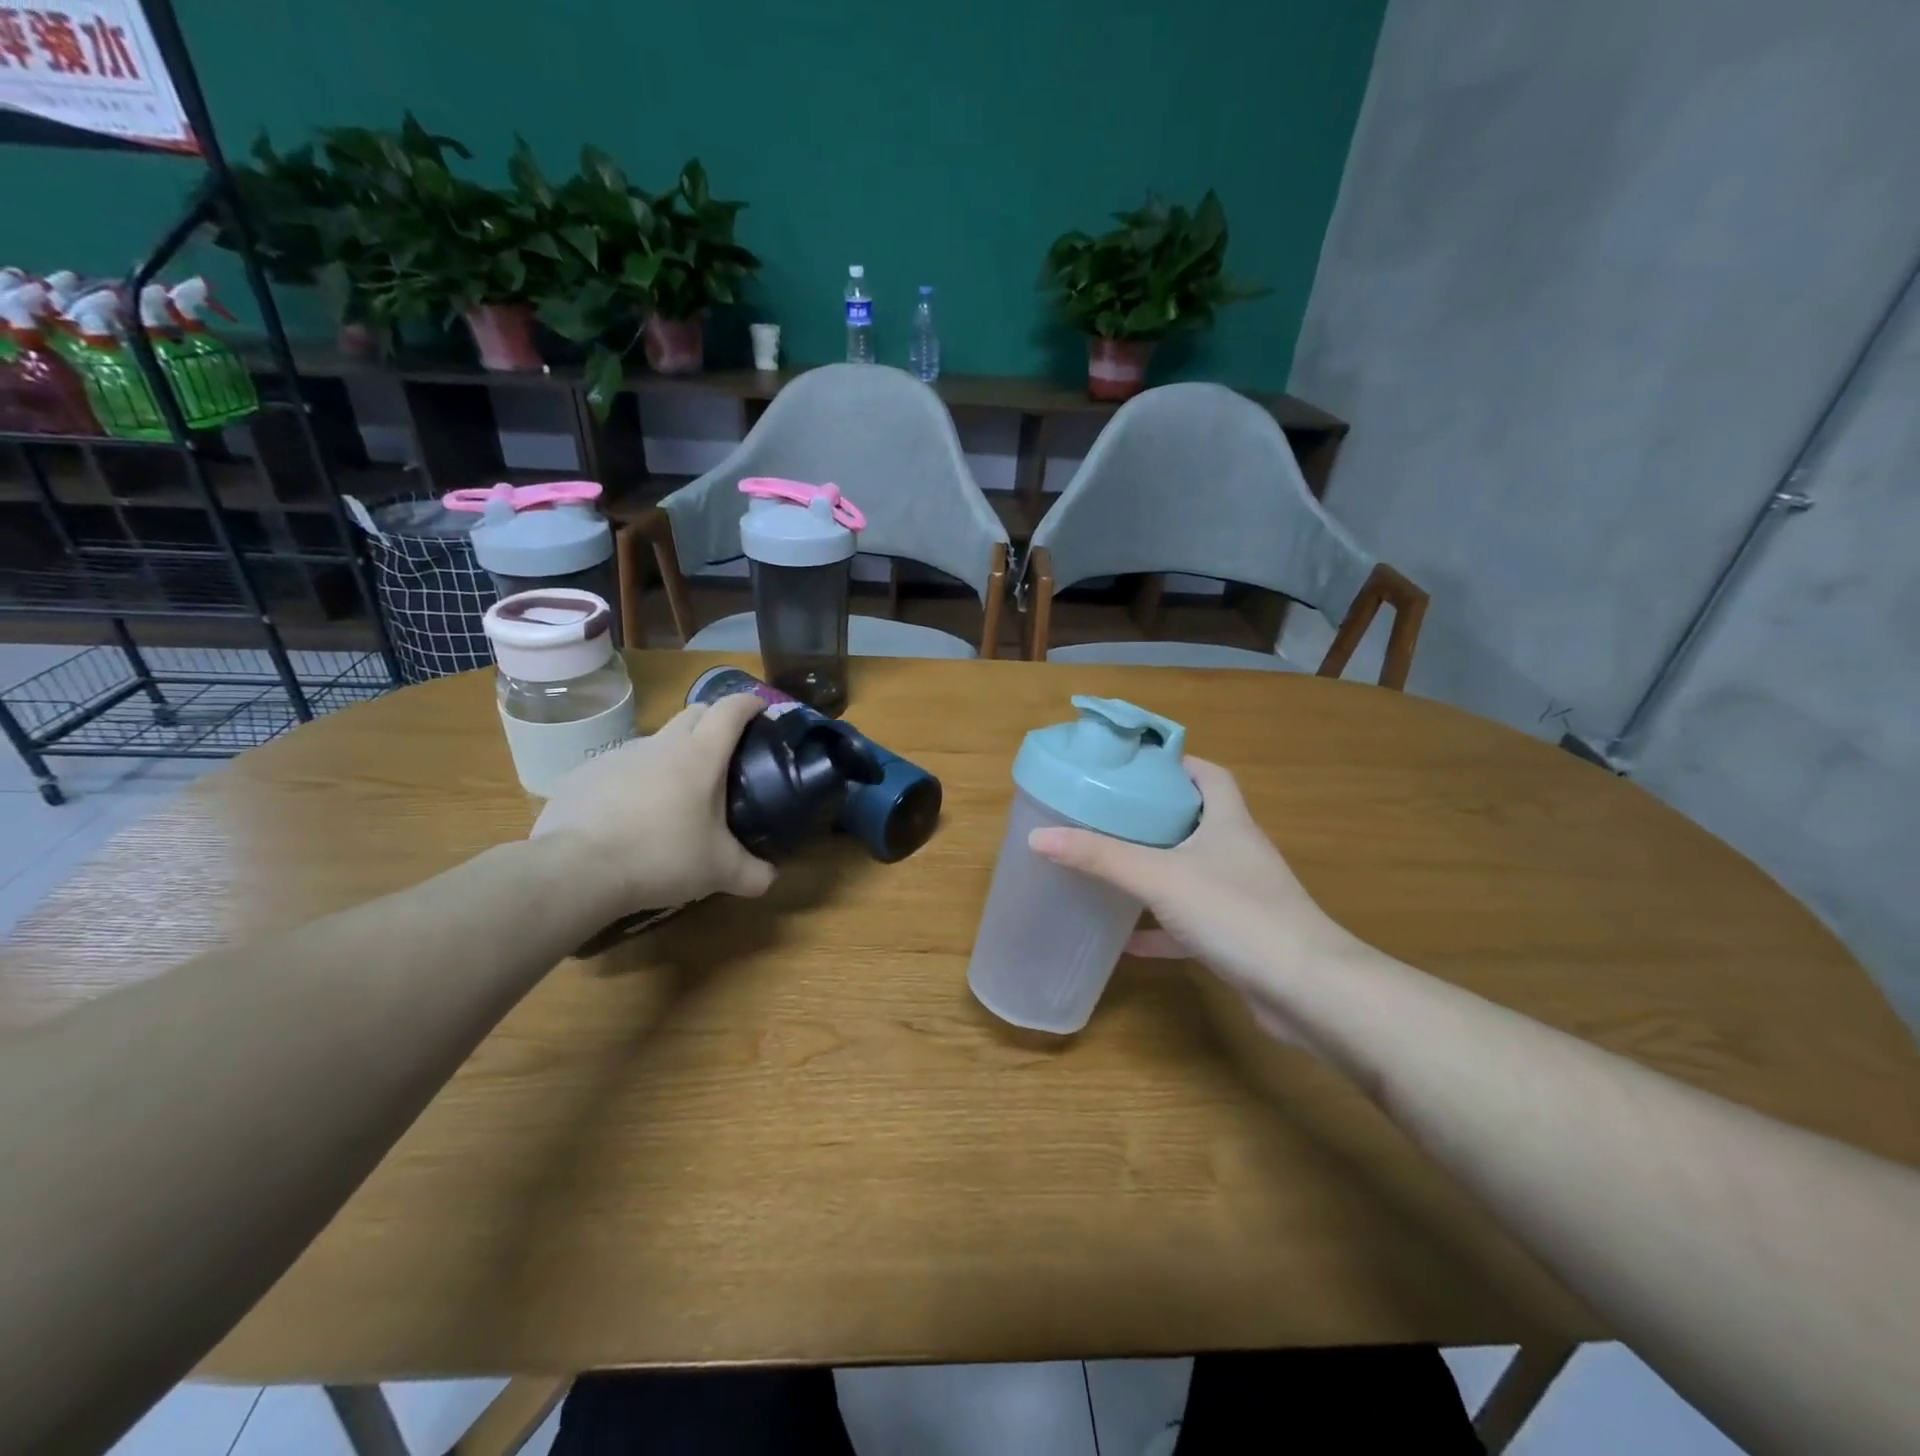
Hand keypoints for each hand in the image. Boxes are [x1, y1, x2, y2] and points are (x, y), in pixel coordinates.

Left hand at [532, 692, 775, 912]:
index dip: (750, 703)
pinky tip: (630, 815)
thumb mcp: (719, 871)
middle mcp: (661, 744)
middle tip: (725, 752)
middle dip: (714, 721)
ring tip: (675, 795)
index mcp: (700, 756)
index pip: (731, 710)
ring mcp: (618, 755)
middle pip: (694, 713)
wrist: (576, 869)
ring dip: (672, 755)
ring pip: (656, 741)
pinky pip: (620, 767)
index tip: (761, 709)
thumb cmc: (661, 857)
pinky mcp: (585, 773)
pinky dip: (635, 780)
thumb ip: (752, 873)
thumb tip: (771, 878)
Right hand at [1028, 758, 1361, 1044]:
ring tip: (1111, 866)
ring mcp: (1239, 896)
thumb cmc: (1235, 912)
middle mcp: (1237, 852)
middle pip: (1196, 821)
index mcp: (1227, 821)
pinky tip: (1126, 940)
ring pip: (1191, 872)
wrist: (1306, 991)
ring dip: (1155, 870)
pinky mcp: (1236, 936)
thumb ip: (1100, 856)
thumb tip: (1039, 835)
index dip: (1176, 764)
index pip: (1208, 775)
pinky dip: (1159, 928)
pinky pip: (1189, 922)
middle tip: (1108, 814)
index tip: (1135, 767)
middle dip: (1154, 817)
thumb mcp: (1159, 877)